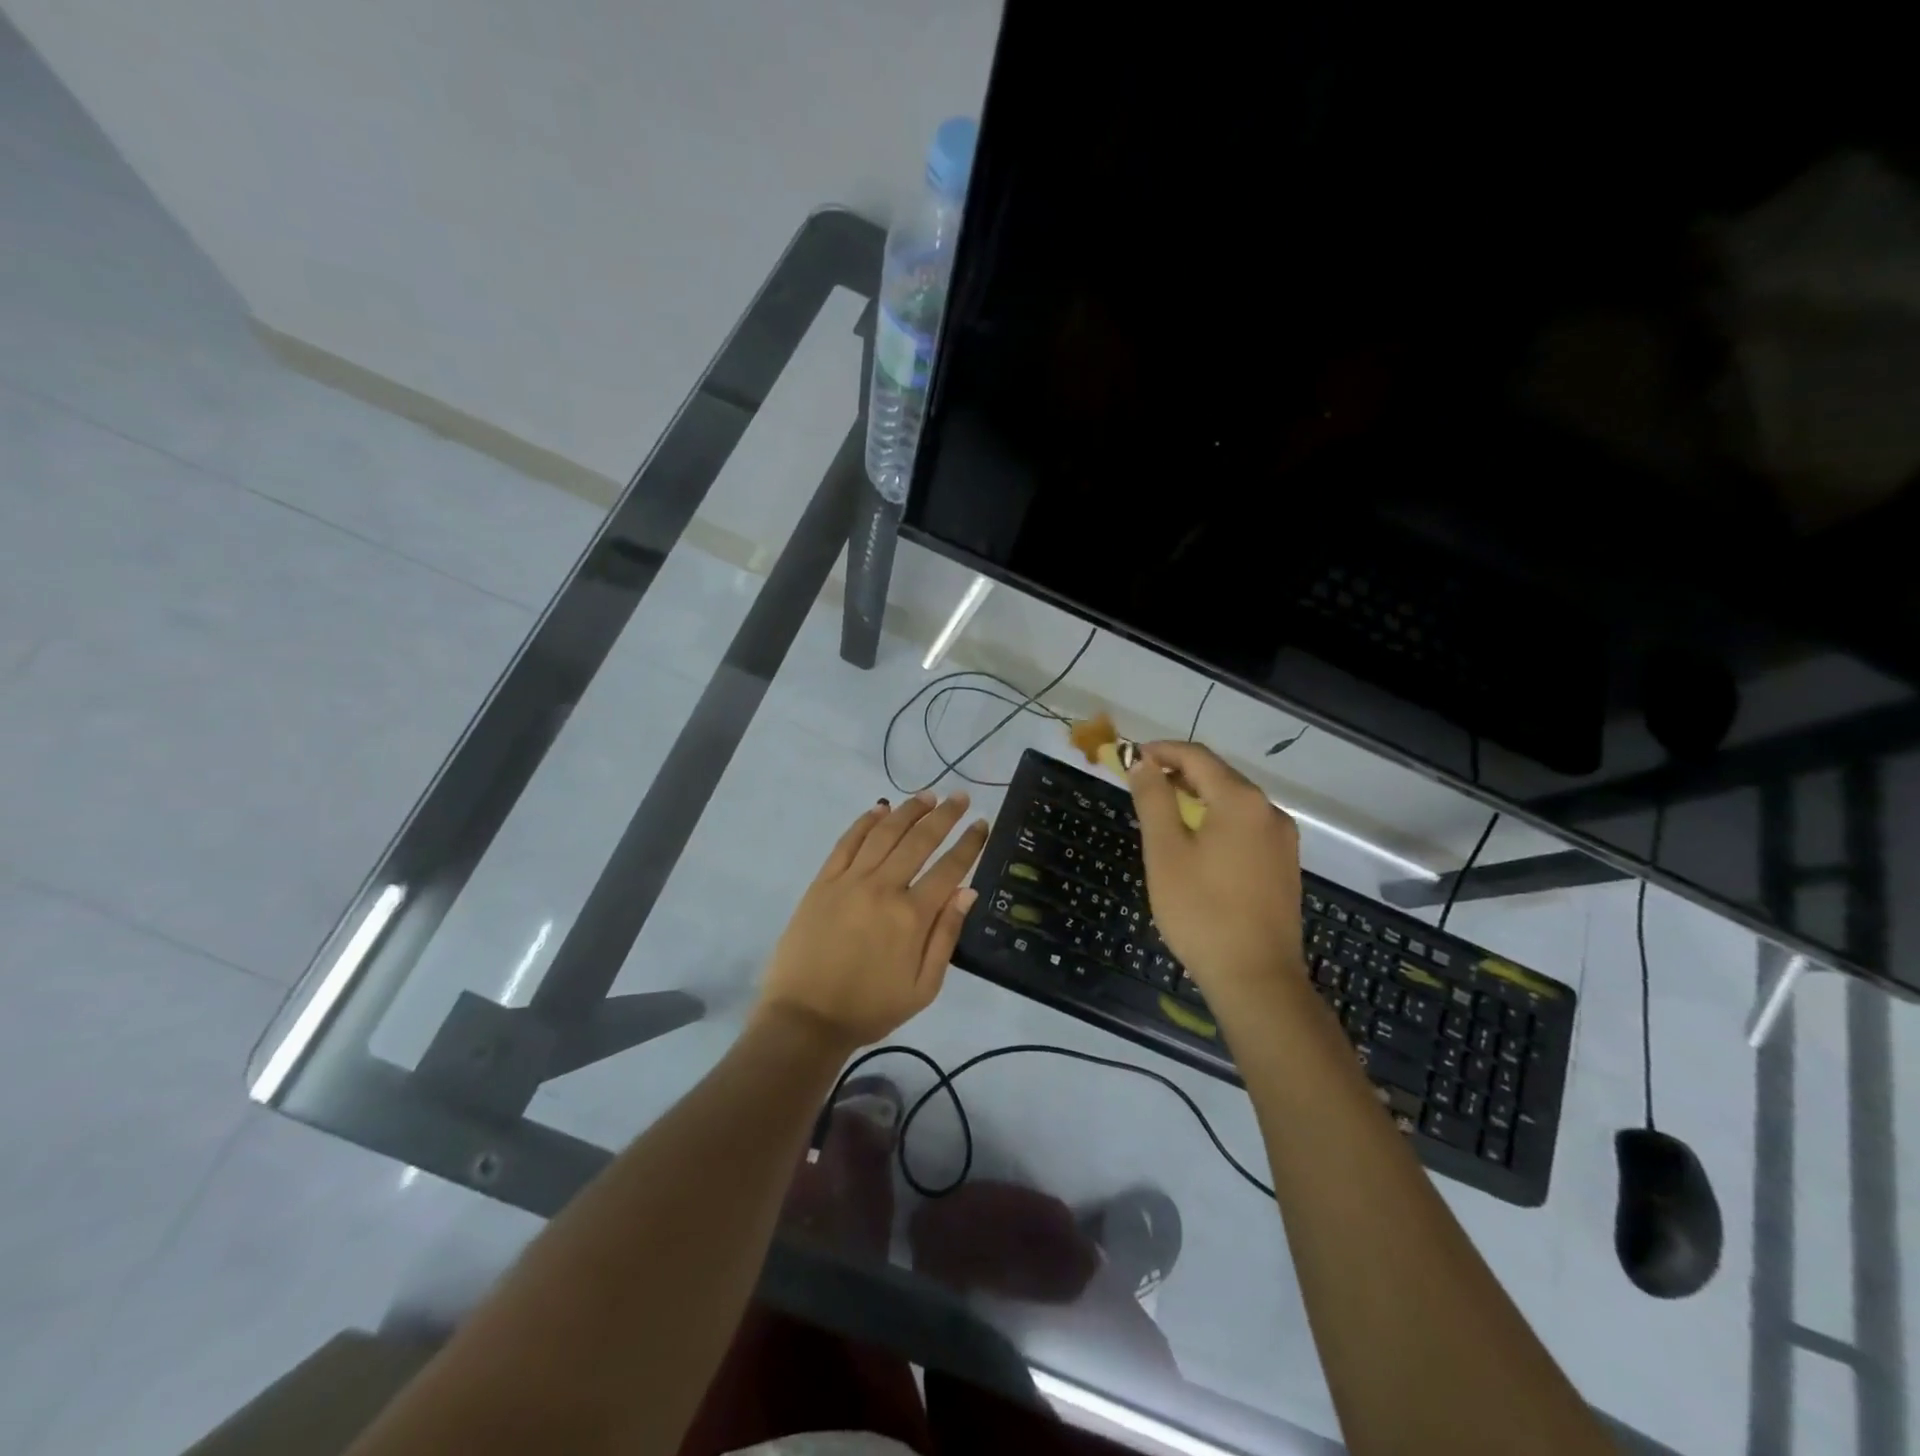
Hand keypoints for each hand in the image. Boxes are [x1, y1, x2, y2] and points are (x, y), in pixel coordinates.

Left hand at [757, 791, 988, 1051]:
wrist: (805, 1018)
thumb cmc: (870, 1008)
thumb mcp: (922, 988)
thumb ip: (946, 936)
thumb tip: (968, 891)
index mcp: (912, 916)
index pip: (949, 868)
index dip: (969, 843)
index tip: (982, 823)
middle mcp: (883, 888)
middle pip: (919, 840)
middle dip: (944, 815)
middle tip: (960, 796)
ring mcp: (849, 881)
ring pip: (884, 833)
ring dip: (909, 811)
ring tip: (928, 795)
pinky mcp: (823, 882)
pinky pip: (847, 842)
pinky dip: (865, 821)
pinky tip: (880, 808)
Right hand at [1128, 741, 1304, 1001]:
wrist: (1256, 978)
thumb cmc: (1201, 911)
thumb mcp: (1165, 851)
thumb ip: (1153, 799)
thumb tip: (1142, 762)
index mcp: (1241, 801)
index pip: (1197, 756)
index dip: (1161, 751)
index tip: (1130, 757)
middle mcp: (1269, 811)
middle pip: (1219, 776)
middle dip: (1178, 773)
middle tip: (1141, 784)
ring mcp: (1282, 839)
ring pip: (1234, 802)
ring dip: (1198, 797)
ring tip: (1164, 811)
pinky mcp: (1285, 865)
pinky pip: (1246, 826)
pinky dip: (1218, 820)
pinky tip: (1197, 842)